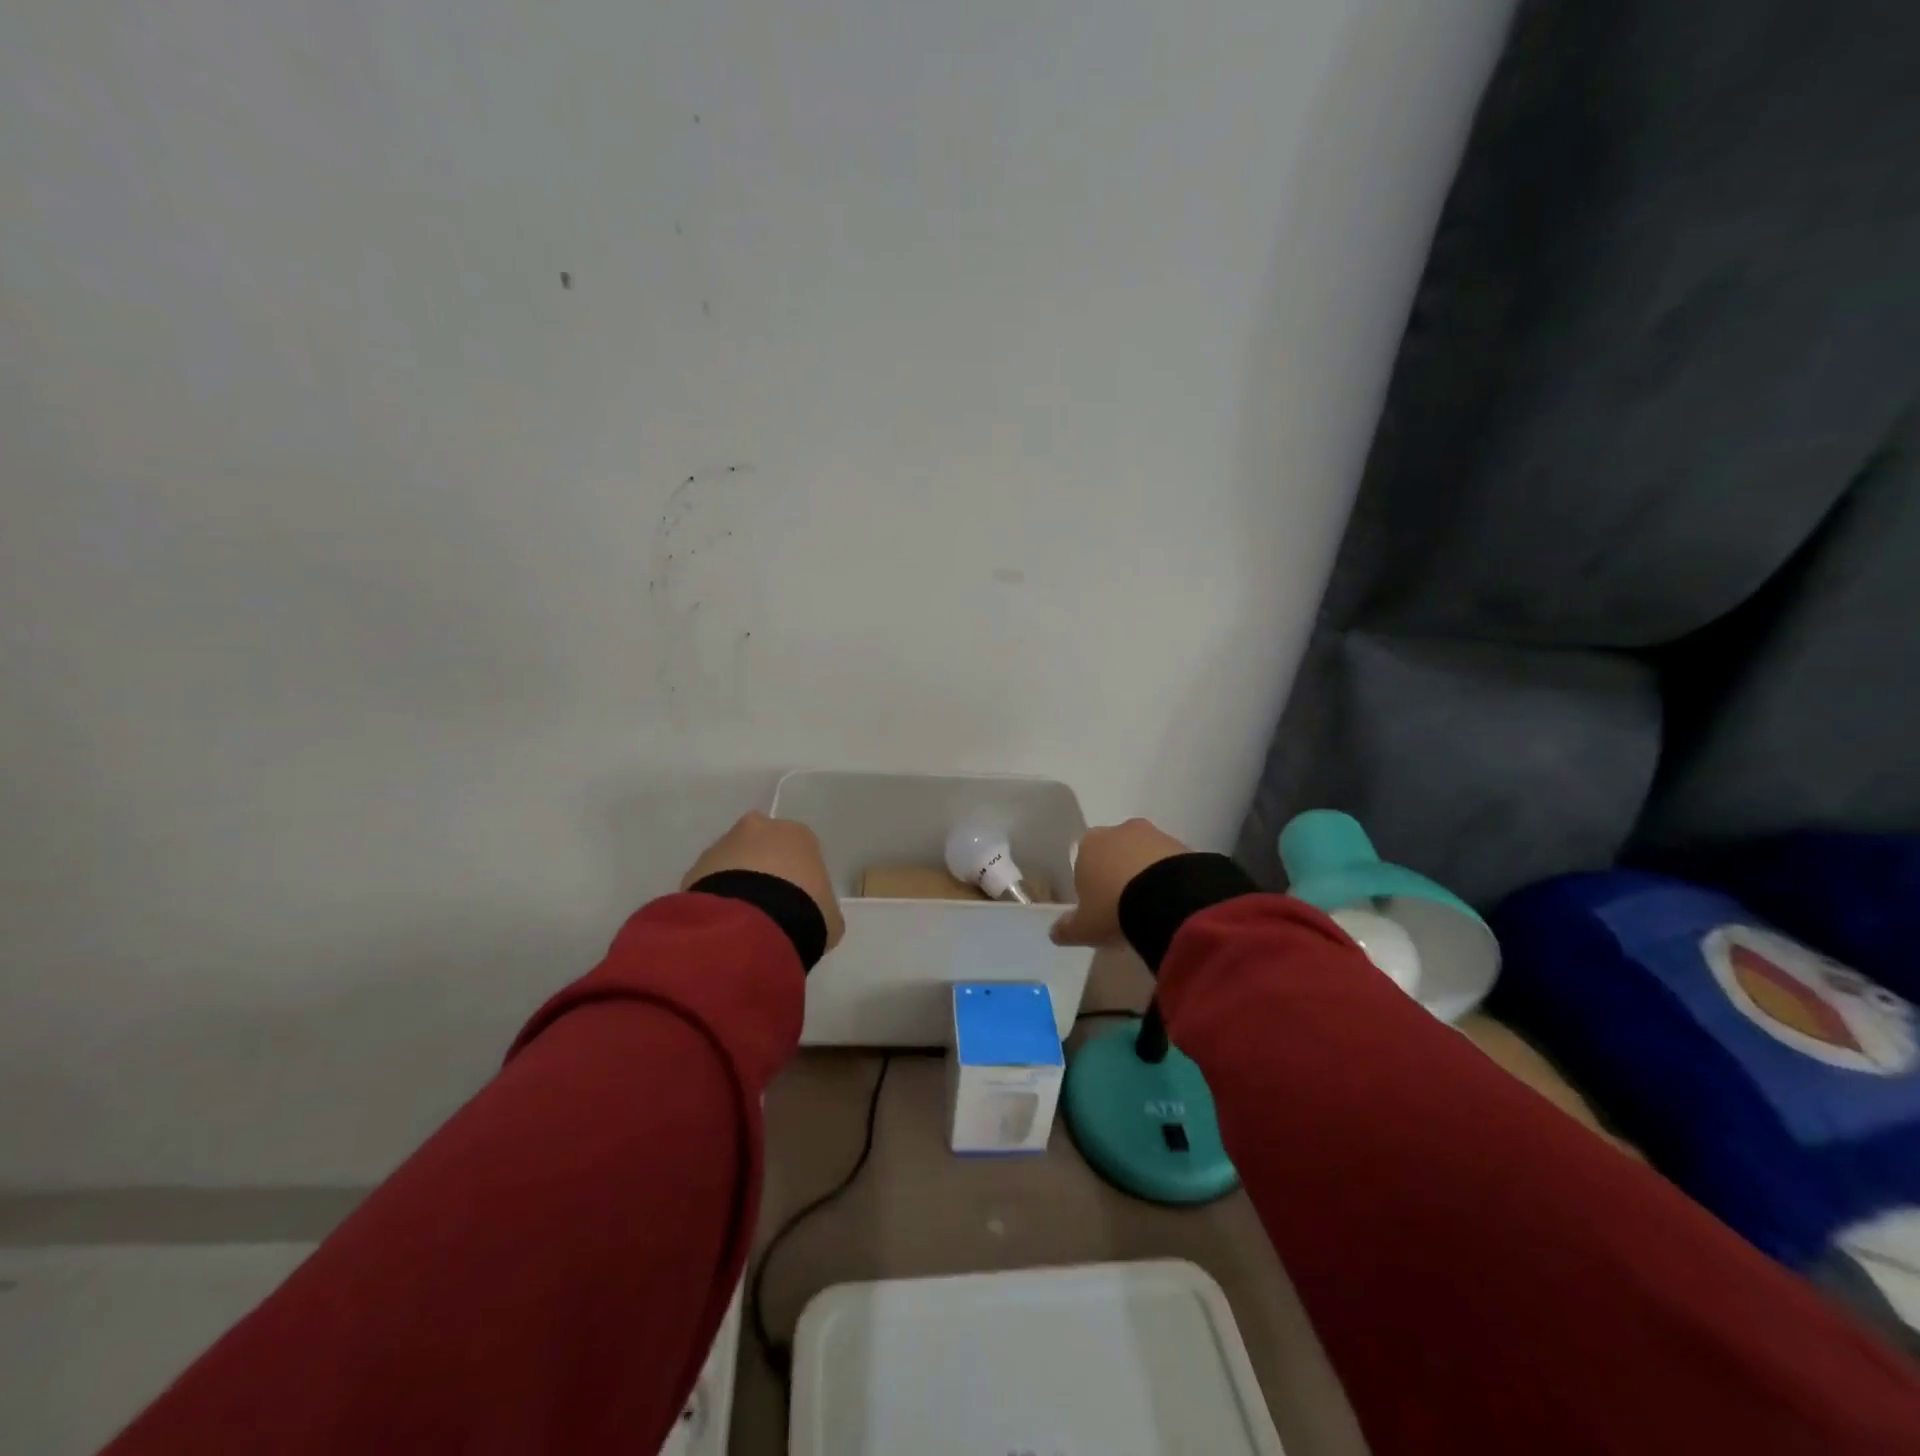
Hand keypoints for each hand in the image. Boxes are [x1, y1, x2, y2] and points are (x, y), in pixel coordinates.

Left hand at [682, 812, 845, 952]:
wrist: (753, 923)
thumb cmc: (804, 910)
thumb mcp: (828, 913)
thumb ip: (821, 904)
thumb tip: (812, 911)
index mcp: (798, 834)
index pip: (800, 848)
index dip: (798, 874)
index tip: (797, 899)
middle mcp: (760, 828)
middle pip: (762, 845)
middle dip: (762, 868)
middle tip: (767, 904)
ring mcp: (724, 844)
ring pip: (732, 860)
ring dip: (736, 881)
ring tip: (742, 918)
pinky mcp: (696, 867)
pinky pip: (710, 881)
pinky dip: (716, 897)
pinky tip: (724, 921)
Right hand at [1049, 818, 1189, 947]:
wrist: (1168, 899)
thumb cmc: (1113, 908)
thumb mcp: (1084, 928)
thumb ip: (1067, 928)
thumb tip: (1055, 932)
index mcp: (1089, 843)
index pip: (1084, 861)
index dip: (1091, 885)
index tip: (1099, 909)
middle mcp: (1119, 831)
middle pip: (1114, 854)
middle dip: (1119, 876)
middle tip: (1126, 909)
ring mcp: (1154, 835)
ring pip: (1144, 856)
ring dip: (1146, 876)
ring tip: (1152, 910)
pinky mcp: (1183, 845)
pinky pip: (1170, 864)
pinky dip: (1169, 880)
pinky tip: (1172, 903)